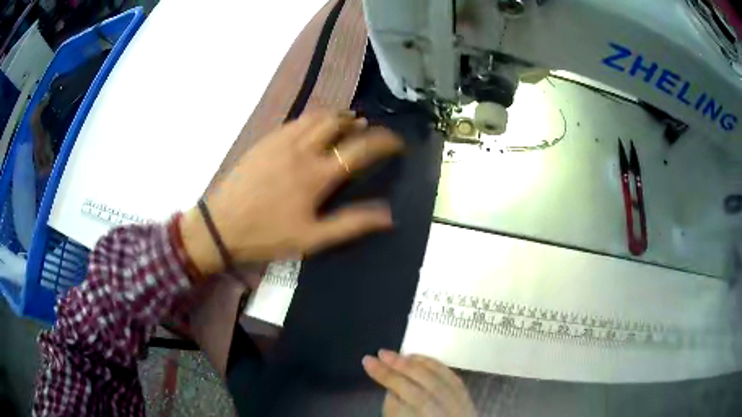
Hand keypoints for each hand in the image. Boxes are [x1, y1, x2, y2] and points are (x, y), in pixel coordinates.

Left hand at [180, 111, 403, 275]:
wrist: (221, 226)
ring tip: (346, 122)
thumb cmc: (267, 235)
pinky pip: (295, 120)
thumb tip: (388, 216)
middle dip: (358, 122)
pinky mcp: (265, 140)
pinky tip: (313, 128)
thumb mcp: (312, 239)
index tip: (397, 142)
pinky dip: (312, 119)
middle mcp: (302, 149)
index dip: (384, 141)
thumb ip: (351, 224)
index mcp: (317, 174)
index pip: (360, 148)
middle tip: (367, 130)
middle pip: (337, 122)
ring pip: (316, 116)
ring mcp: (281, 141)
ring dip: (336, 116)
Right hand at [363, 350, 476, 416]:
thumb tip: (391, 389)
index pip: (411, 399)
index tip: (367, 362)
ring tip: (398, 354)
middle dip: (401, 368)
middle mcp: (450, 415)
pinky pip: (454, 379)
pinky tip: (422, 360)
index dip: (388, 378)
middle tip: (380, 354)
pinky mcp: (469, 402)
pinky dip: (437, 367)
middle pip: (427, 388)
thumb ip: (395, 411)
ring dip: (419, 364)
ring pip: (443, 380)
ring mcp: (464, 409)